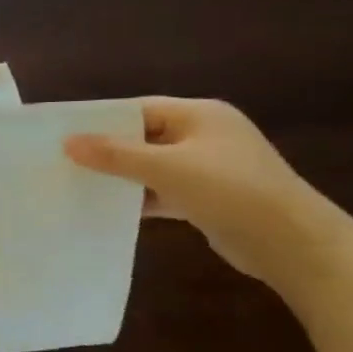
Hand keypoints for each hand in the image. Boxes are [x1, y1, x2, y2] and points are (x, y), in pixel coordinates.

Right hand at [64, 98, 344, 289]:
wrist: (290, 242)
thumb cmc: (229, 191)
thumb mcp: (167, 168)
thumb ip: (116, 155)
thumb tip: (68, 142)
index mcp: (200, 115)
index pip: (139, 109)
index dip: (101, 121)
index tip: (63, 135)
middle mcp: (204, 136)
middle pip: (143, 137)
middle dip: (107, 151)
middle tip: (63, 163)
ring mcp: (207, 168)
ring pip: (151, 167)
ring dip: (121, 177)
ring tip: (77, 186)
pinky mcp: (206, 198)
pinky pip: (162, 191)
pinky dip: (139, 199)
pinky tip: (110, 211)